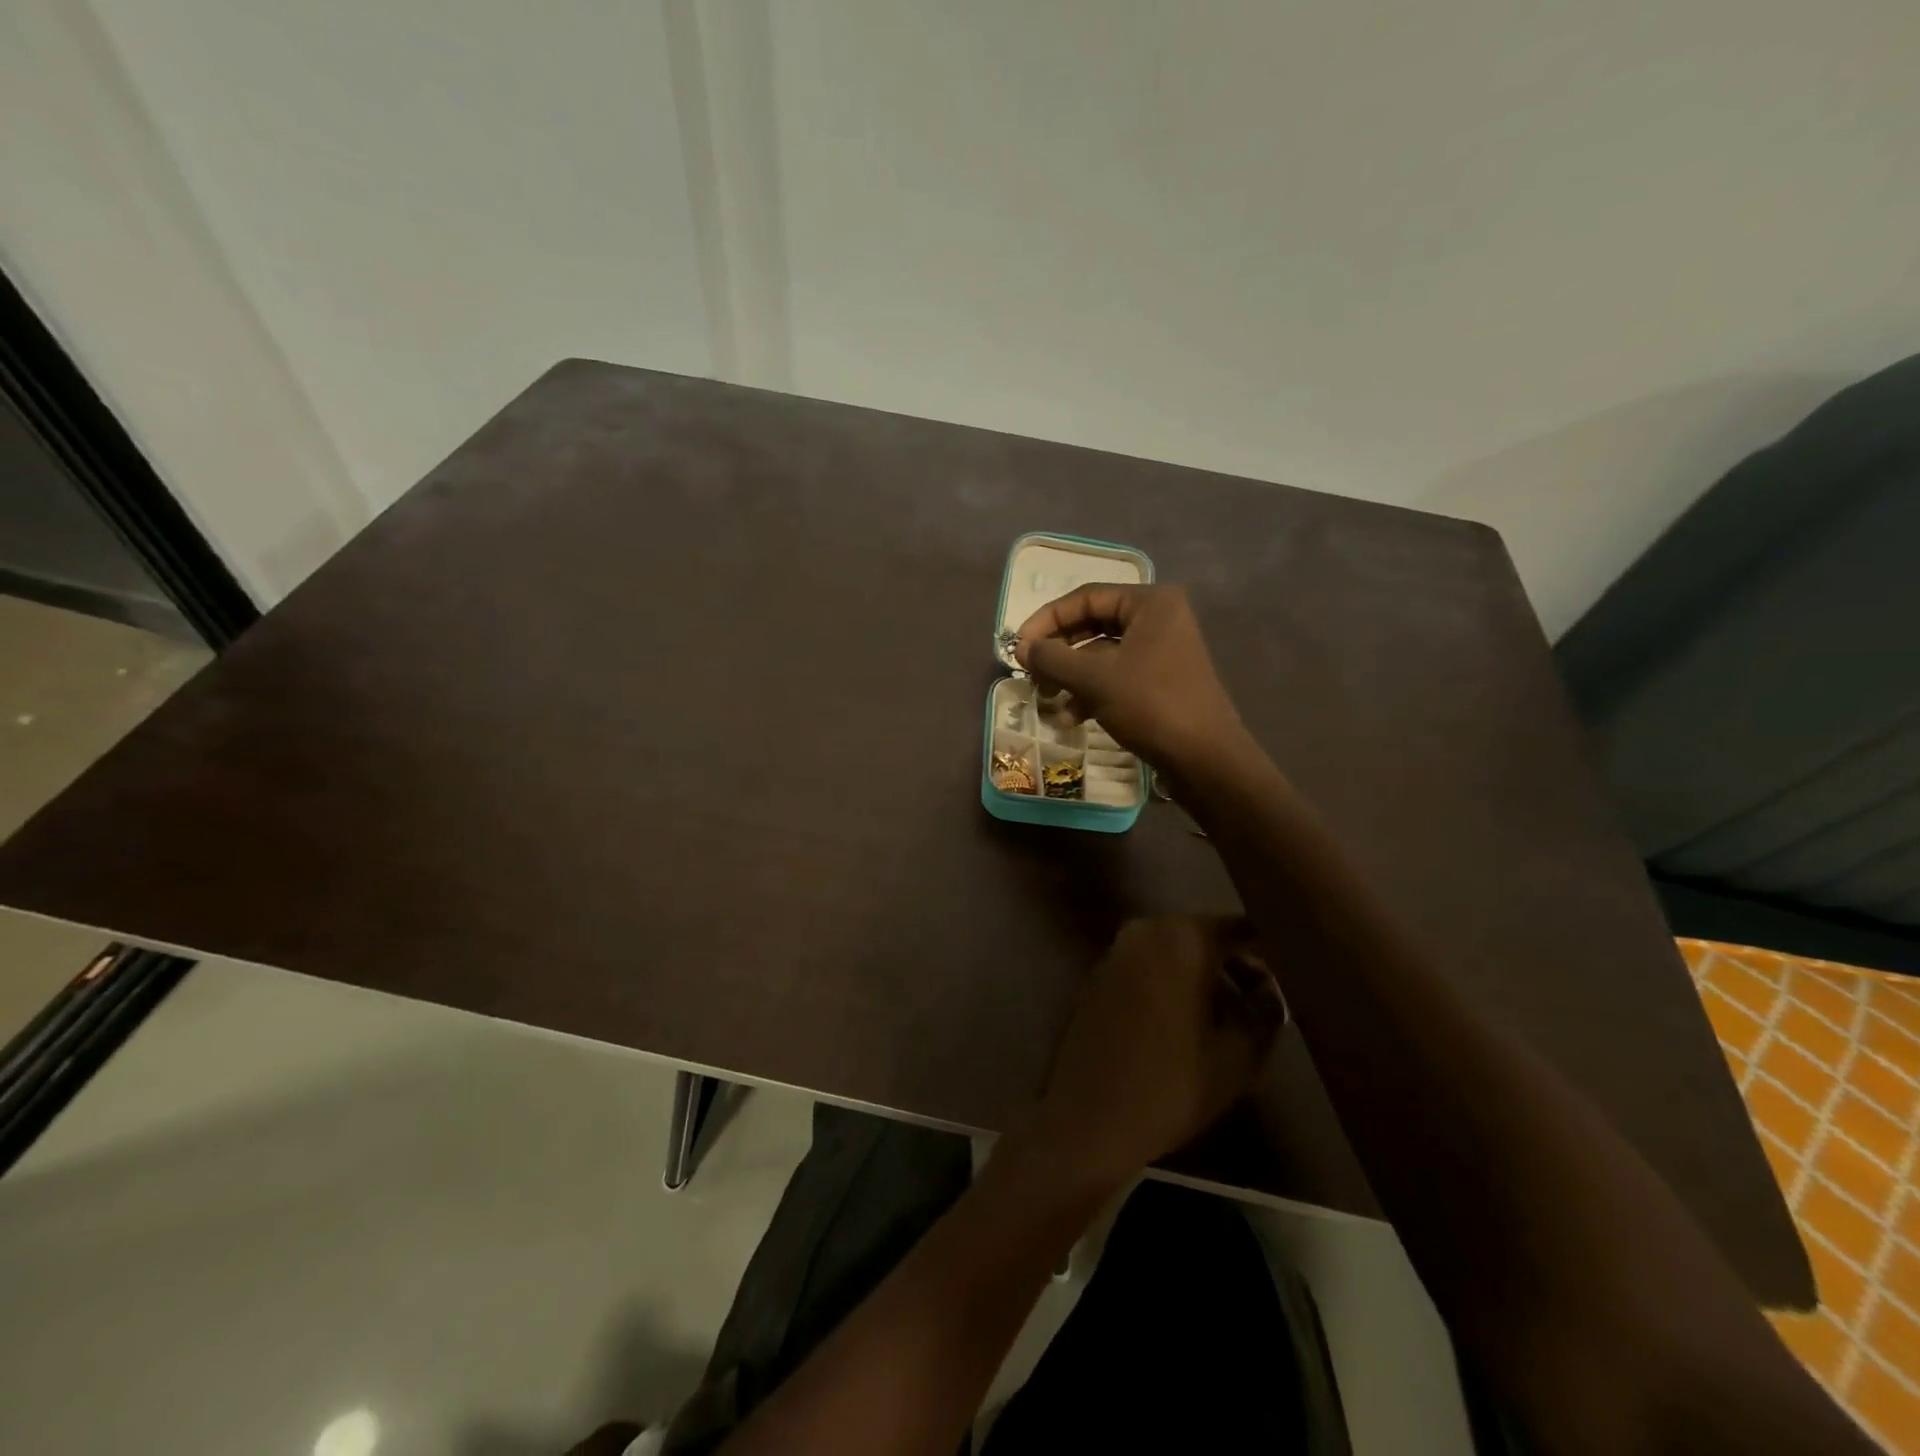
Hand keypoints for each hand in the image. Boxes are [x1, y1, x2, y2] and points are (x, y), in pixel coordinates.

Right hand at [1015, 584, 1242, 769]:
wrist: (1205, 759)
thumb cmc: (1151, 705)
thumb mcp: (1094, 679)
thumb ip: (1053, 658)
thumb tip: (1021, 648)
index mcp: (1151, 602)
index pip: (1086, 598)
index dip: (1047, 620)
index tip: (1019, 646)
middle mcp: (1159, 619)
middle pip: (1093, 625)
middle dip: (1058, 652)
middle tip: (1030, 673)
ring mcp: (1162, 652)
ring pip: (1102, 655)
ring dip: (1070, 676)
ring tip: (1047, 699)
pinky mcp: (1161, 682)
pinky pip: (1116, 677)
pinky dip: (1090, 692)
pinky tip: (1070, 718)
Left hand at [1028, 917, 1284, 1188]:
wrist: (1088, 1117)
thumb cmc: (1172, 1085)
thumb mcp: (1239, 1058)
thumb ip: (1264, 1013)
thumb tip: (1269, 992)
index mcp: (1183, 939)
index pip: (1238, 928)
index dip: (1267, 950)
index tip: (1290, 975)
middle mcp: (1146, 930)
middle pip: (1203, 936)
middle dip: (1234, 965)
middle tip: (1262, 1003)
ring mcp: (1116, 950)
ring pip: (1173, 951)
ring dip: (1202, 976)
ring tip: (1230, 1020)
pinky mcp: (1098, 974)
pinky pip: (1147, 966)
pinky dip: (1170, 982)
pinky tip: (1187, 1023)